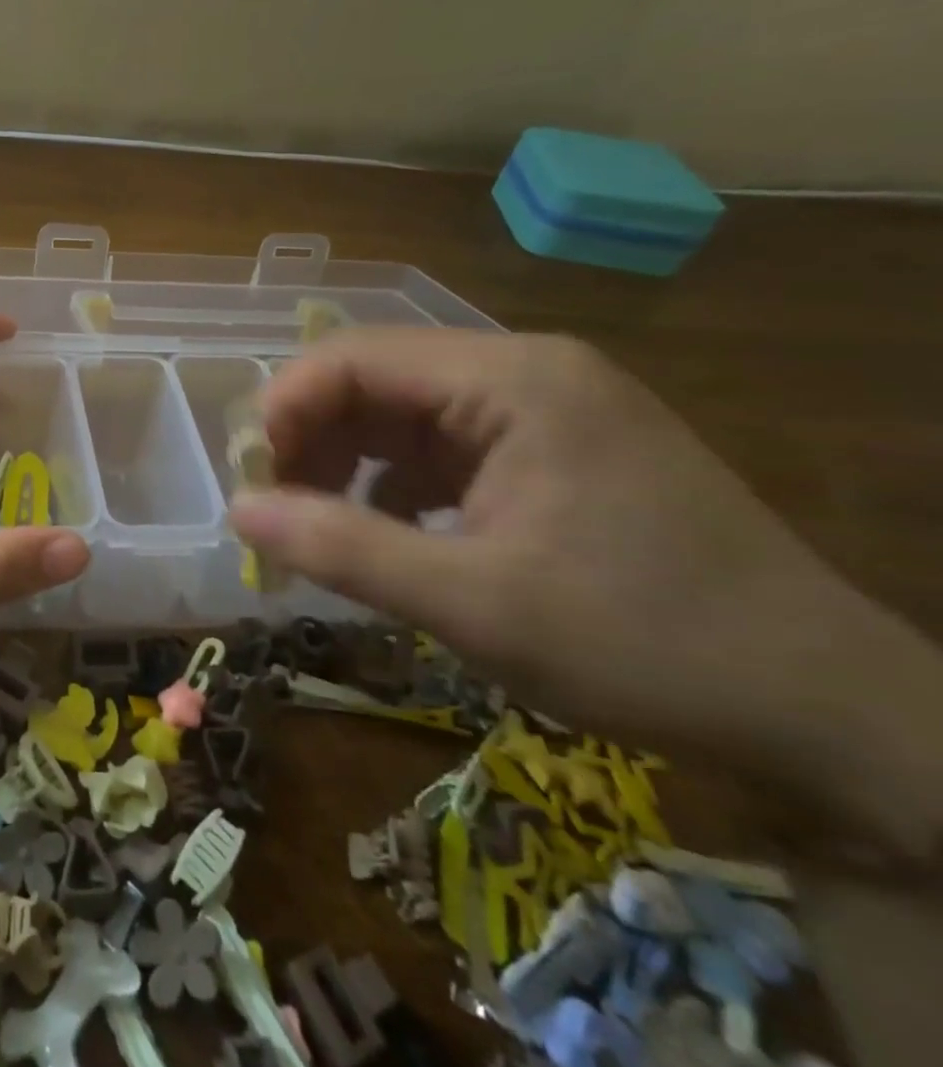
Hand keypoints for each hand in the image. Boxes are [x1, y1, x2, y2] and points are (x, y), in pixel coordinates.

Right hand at [227, 329, 942, 853]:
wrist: (828, 710)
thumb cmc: (646, 644)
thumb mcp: (474, 604)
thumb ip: (342, 548)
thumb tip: (237, 512)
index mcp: (512, 379)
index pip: (355, 356)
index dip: (285, 407)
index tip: (250, 480)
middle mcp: (523, 372)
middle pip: (374, 379)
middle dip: (311, 439)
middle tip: (276, 512)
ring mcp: (541, 409)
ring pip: (400, 414)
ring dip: (346, 464)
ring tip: (322, 529)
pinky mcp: (549, 450)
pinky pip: (438, 446)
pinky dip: (393, 484)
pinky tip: (389, 535)